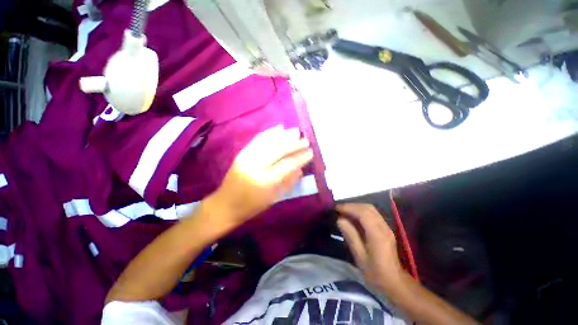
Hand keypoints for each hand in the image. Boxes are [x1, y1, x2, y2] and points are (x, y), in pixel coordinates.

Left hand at [211, 125, 312, 224]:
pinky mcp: (241, 153)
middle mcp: (256, 166)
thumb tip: (300, 168)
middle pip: (279, 150)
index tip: (310, 152)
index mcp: (265, 181)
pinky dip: (269, 132)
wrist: (225, 205)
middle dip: (294, 143)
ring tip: (296, 131)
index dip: (300, 157)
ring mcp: (247, 157)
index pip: (287, 165)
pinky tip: (279, 128)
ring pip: (268, 141)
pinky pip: (257, 139)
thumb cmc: (252, 206)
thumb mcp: (273, 198)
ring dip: (284, 135)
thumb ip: (288, 182)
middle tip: (305, 140)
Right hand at [336, 203, 404, 293]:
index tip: (336, 208)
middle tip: (339, 209)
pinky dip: (361, 211)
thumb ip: (350, 236)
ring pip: (370, 209)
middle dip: (351, 206)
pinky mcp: (385, 228)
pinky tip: (353, 217)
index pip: (362, 213)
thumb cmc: (375, 272)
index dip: (348, 208)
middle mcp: (383, 227)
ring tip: (344, 212)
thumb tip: (340, 219)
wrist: (395, 282)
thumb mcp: (359, 257)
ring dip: (356, 207)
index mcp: (377, 234)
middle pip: (367, 207)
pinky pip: (372, 214)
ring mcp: (386, 227)